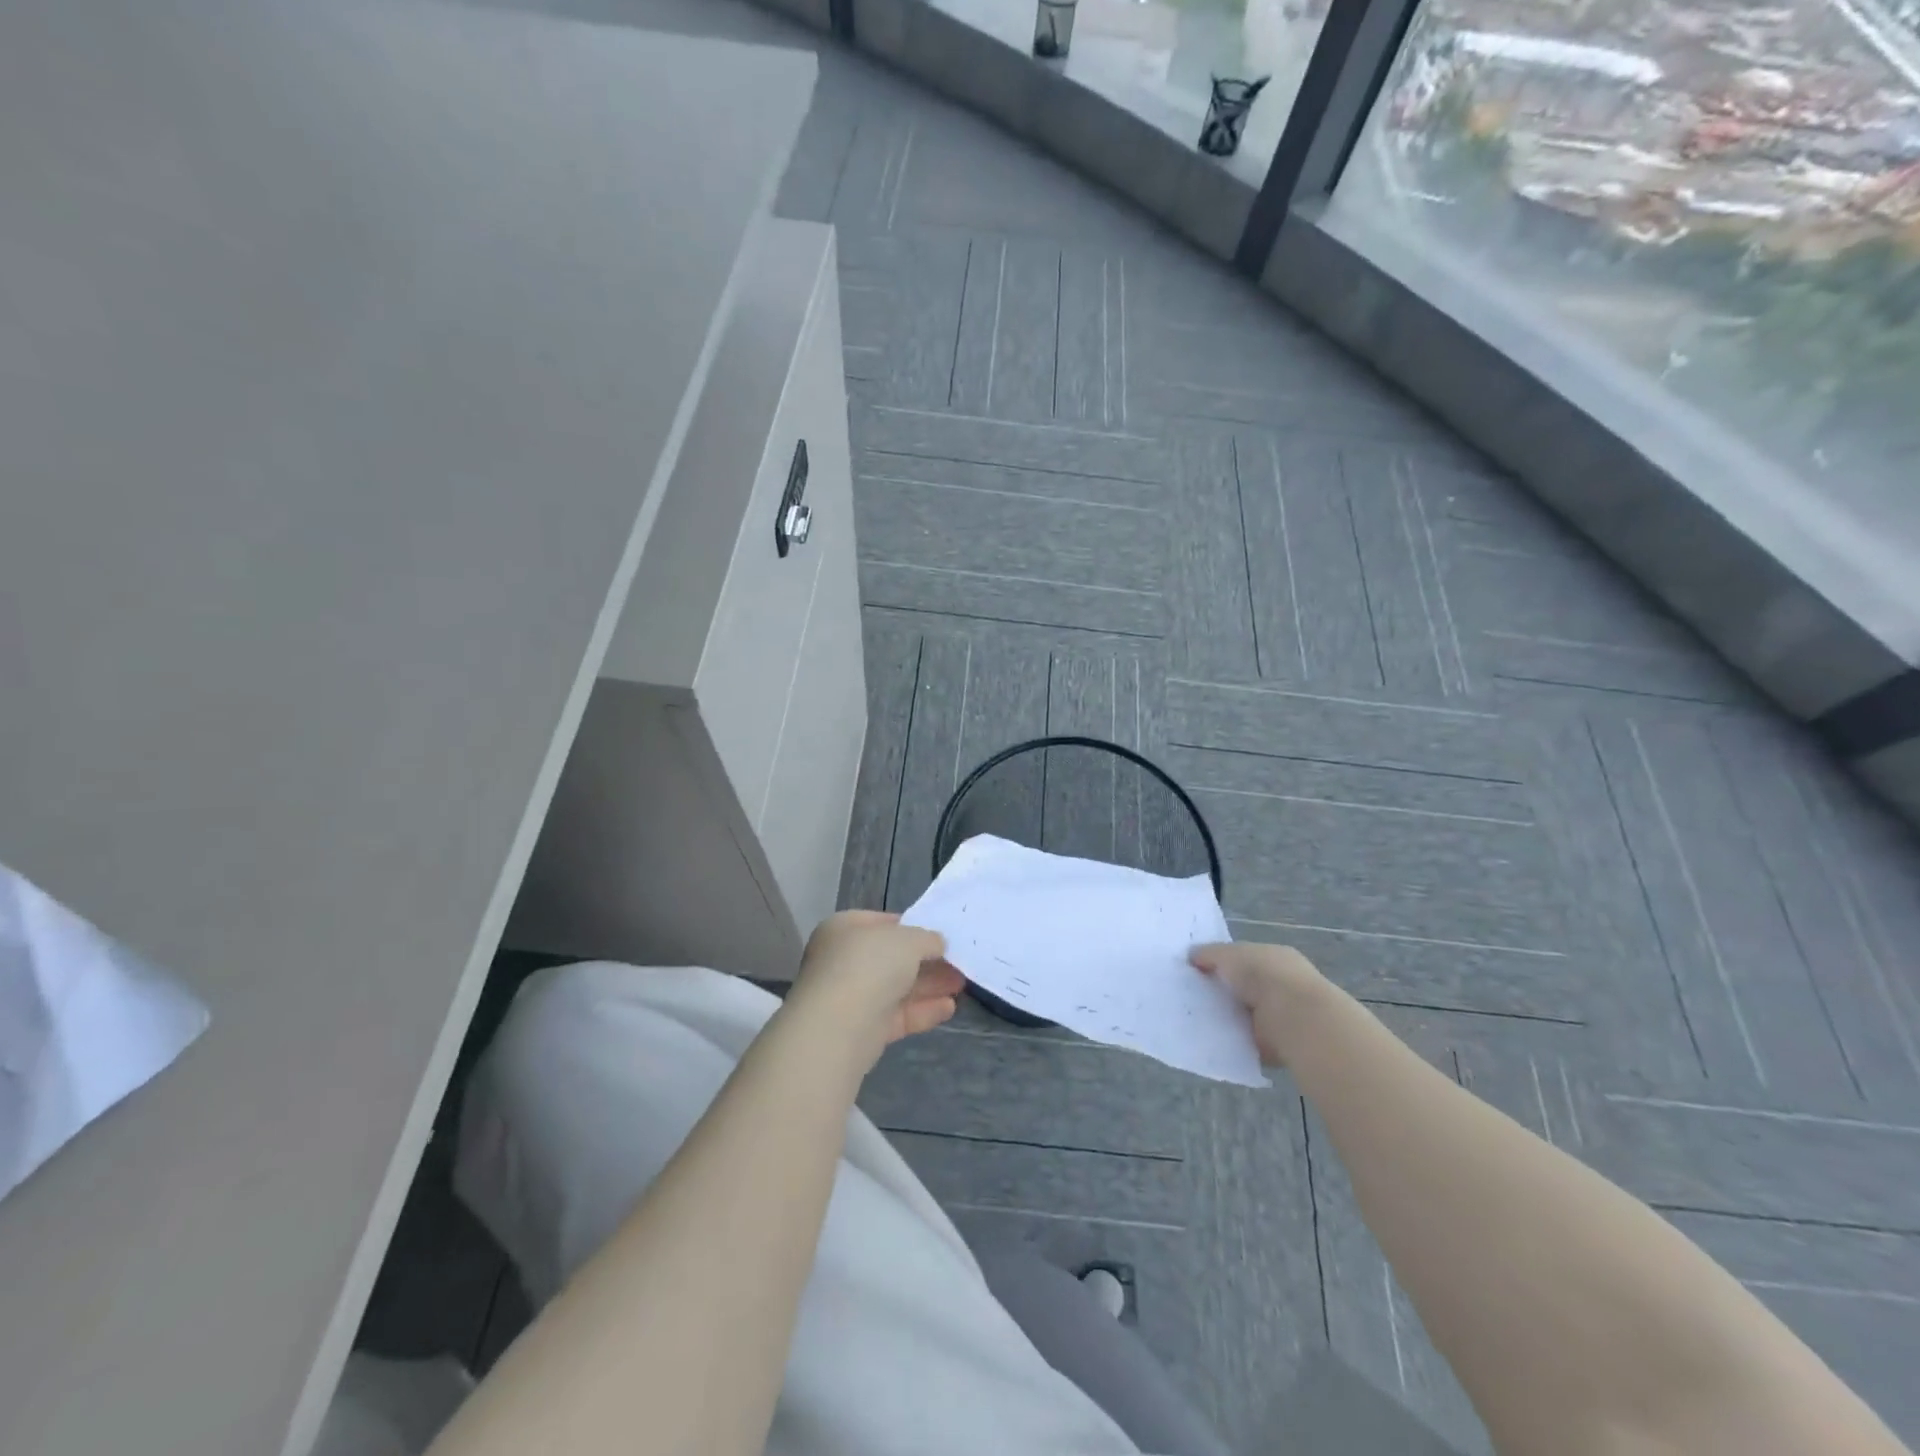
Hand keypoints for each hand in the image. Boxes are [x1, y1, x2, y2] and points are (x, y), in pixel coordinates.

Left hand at [787, 911, 964, 1069]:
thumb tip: (937, 943)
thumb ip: (927, 938)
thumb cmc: (870, 965)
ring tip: (962, 984)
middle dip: (927, 961)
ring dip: (930, 985)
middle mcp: (843, 960)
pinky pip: (897, 1015)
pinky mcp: (862, 1030)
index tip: (940, 934)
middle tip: (958, 962)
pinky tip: (949, 1008)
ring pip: (897, 987)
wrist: (840, 1025)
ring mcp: (852, 996)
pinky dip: (923, 1010)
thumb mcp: (908, 939)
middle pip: (892, 958)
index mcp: (844, 929)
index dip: (913, 926)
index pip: (882, 923)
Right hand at [1190, 941, 1328, 1067]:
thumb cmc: (1263, 975)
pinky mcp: (1274, 1045)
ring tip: (1193, 1017)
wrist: (1293, 1018)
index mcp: (1273, 959)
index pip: (1243, 959)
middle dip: (1221, 991)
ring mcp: (1279, 1017)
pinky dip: (1230, 1041)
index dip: (1220, 963)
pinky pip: (1245, 1040)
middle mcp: (1279, 986)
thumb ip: (1209, 954)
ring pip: (1243, 1015)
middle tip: (1188, 995)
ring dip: (1225, 1017)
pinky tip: (1208, 1038)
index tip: (1195, 970)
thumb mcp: (1229, 954)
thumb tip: (1191, 955)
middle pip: (1242, 988)